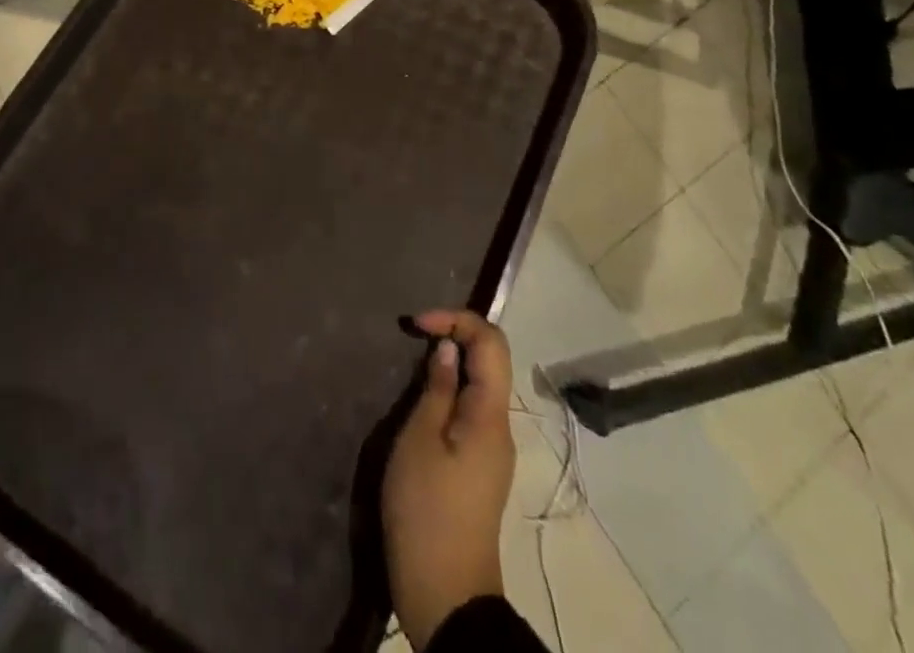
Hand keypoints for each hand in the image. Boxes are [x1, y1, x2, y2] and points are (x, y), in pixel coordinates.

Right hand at [381, 311, 514, 649]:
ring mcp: (492, 449)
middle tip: (413, 336)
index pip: (491, 342)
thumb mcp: (420, 440)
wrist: (445, 595)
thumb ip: (437, 389)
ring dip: (450, 363)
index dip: (456, 318)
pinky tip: (422, 398)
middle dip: (454, 336)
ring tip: (413, 363)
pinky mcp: (479, 467)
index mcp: (491, 414)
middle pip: (489, 360)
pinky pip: (470, 409)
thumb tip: (448, 350)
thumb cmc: (427, 510)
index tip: (416, 324)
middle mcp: (500, 426)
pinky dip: (449, 390)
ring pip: (480, 384)